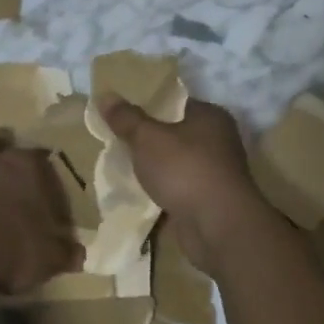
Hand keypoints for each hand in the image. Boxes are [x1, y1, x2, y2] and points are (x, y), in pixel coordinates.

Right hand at [99, 96, 266, 262]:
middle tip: (115, 136)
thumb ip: (126, 118)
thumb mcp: (147, 138)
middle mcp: (217, 141)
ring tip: (120, 163)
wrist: (217, 228)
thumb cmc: (185, 170)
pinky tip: (136, 190)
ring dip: (153, 165)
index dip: (147, 103)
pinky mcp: (208, 200)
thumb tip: (105, 96)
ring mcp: (215, 173)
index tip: (120, 110)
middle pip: (174, 132)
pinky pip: (176, 187)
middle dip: (146, 137)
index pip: (174, 102)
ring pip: (174, 162)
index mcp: (210, 117)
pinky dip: (160, 188)